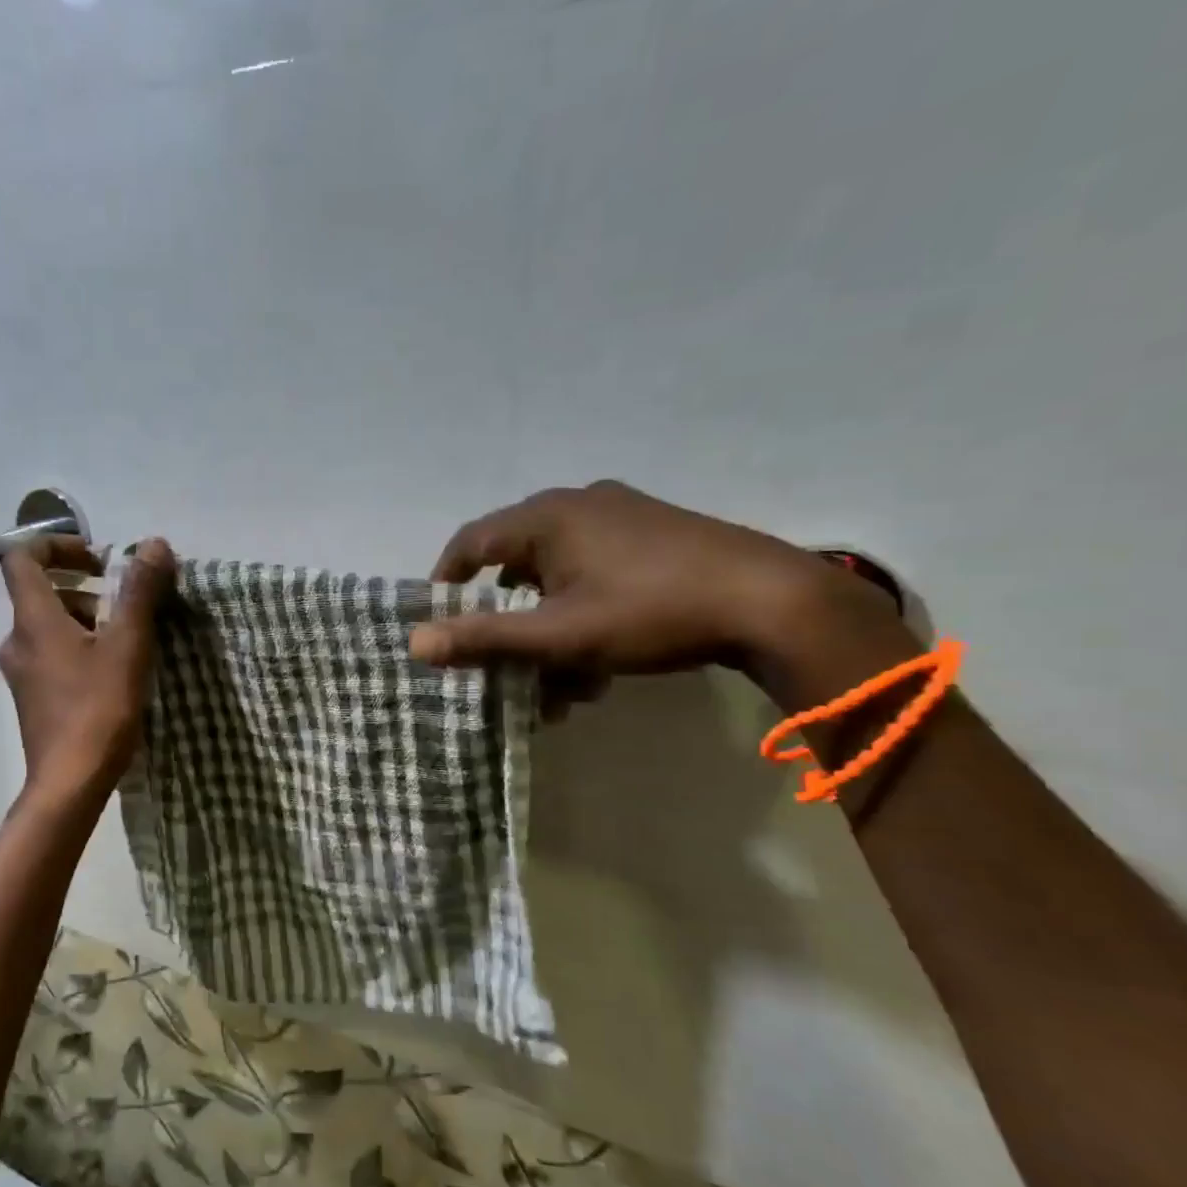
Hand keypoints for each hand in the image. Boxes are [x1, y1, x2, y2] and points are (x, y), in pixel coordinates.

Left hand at [0, 535, 174, 798]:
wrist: (70, 783)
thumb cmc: (98, 709)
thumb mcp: (128, 645)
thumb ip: (140, 592)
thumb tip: (154, 544)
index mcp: (33, 620)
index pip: (22, 558)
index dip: (56, 545)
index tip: (97, 558)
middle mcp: (18, 641)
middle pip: (39, 593)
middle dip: (83, 585)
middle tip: (124, 596)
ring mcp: (22, 674)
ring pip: (48, 627)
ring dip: (85, 617)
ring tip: (127, 633)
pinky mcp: (34, 700)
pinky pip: (52, 656)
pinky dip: (79, 647)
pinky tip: (115, 670)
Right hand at [410, 481, 905, 696]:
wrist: (771, 601)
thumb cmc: (649, 612)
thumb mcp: (558, 635)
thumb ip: (484, 639)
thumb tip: (415, 643)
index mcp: (547, 517)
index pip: (471, 542)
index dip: (446, 582)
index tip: (438, 621)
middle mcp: (579, 505)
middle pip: (515, 564)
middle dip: (507, 622)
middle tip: (502, 661)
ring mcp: (621, 517)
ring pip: (558, 577)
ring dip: (549, 630)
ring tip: (560, 682)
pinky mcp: (654, 535)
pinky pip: (595, 574)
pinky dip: (583, 614)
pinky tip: (599, 662)